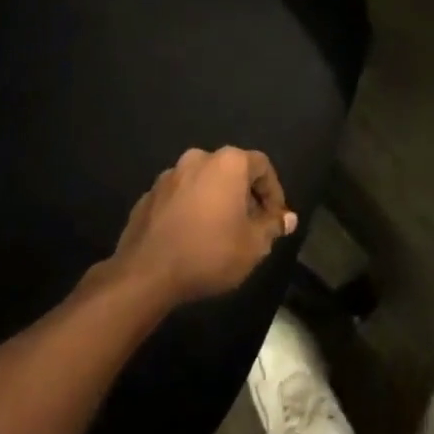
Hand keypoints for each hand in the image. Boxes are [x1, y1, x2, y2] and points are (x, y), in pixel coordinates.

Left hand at [111, 147, 296, 305]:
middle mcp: (198, 159)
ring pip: (203, 182)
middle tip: (250, 225)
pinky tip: (190, 237)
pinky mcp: (148, 196)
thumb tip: (287, 218)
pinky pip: (179, 197)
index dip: (273, 192)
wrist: (145, 274)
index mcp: (228, 163)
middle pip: (231, 171)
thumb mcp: (253, 246)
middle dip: (244, 195)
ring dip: (215, 201)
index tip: (275, 219)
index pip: (262, 166)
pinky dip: (190, 210)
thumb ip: (272, 226)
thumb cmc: (209, 253)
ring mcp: (169, 176)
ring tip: (219, 232)